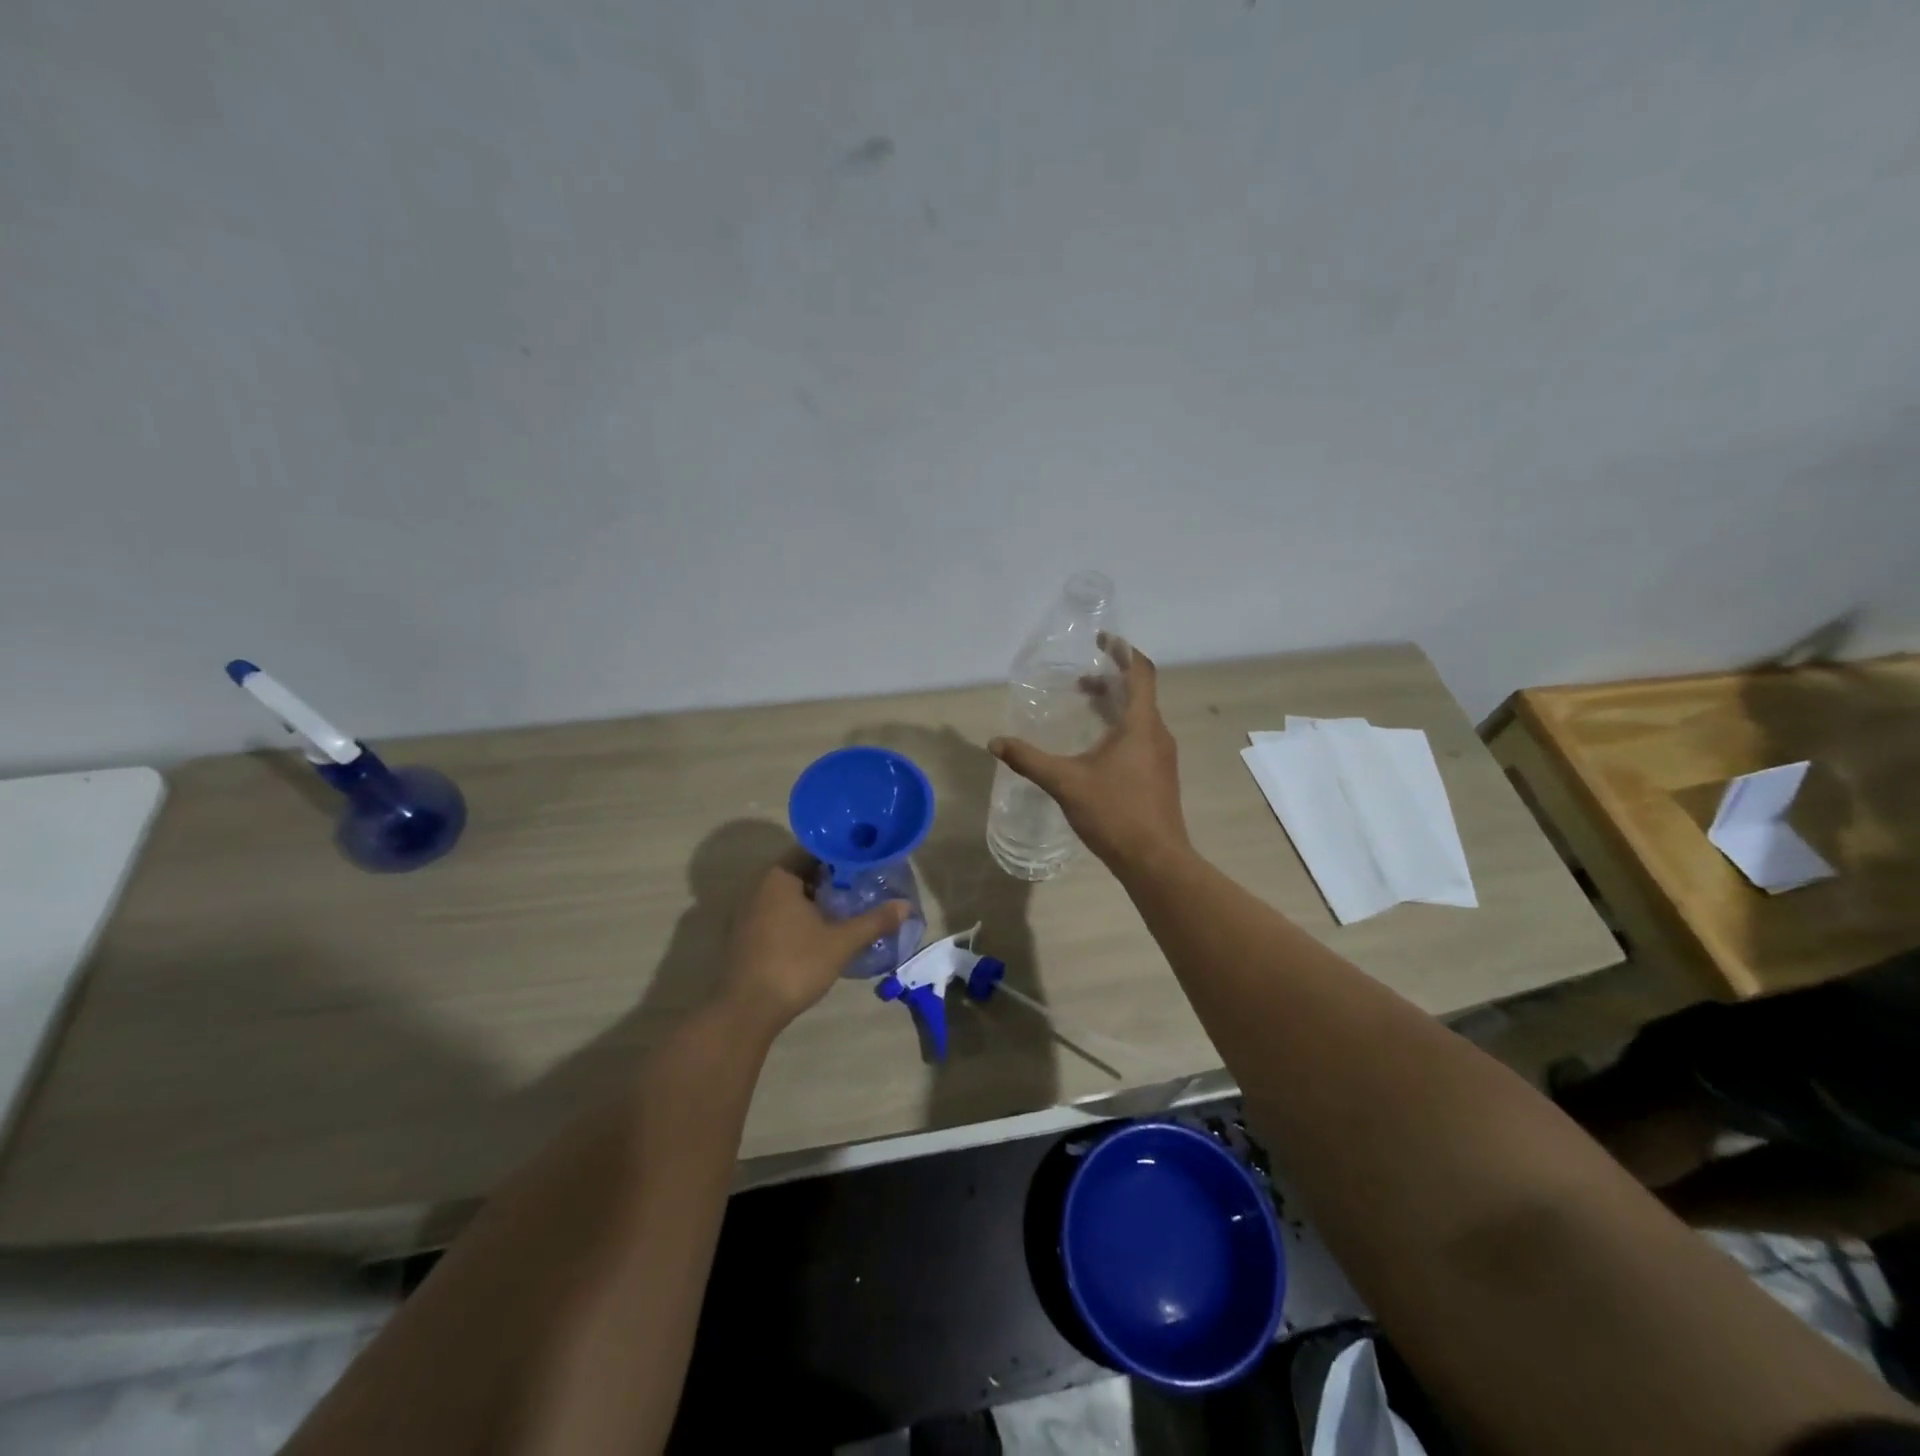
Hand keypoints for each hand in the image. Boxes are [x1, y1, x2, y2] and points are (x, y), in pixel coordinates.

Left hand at [722, 853, 909, 1034]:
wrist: (747, 1011)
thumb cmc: (795, 964)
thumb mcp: (841, 942)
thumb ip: (874, 921)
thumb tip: (906, 906)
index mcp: (780, 877)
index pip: (814, 849)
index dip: (842, 852)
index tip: (866, 858)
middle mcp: (760, 886)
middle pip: (803, 870)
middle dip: (833, 875)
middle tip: (864, 881)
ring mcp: (750, 911)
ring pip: (791, 893)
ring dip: (818, 896)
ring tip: (850, 903)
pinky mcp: (748, 934)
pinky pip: (780, 911)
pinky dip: (802, 913)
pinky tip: (824, 927)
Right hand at [989, 637, 1189, 872]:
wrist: (1155, 860)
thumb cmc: (1115, 813)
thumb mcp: (1066, 783)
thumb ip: (1029, 760)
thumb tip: (995, 743)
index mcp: (1140, 725)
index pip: (1140, 672)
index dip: (1123, 650)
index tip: (1102, 639)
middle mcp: (1156, 733)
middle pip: (1139, 692)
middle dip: (1111, 679)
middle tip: (1080, 678)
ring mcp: (1162, 756)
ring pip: (1140, 716)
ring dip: (1114, 704)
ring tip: (1085, 706)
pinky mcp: (1159, 775)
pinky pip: (1141, 736)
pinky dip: (1119, 727)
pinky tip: (1097, 746)